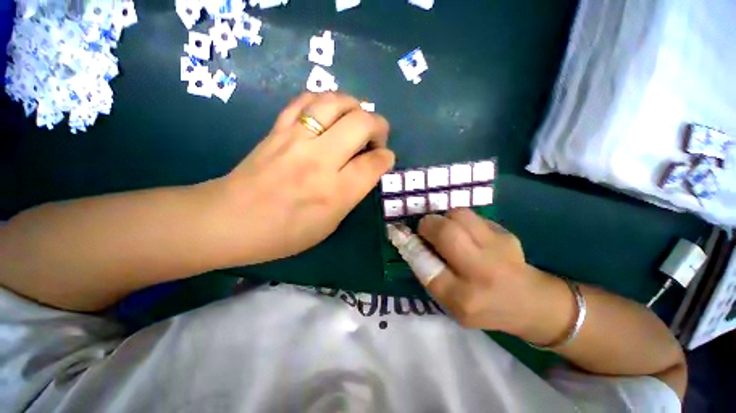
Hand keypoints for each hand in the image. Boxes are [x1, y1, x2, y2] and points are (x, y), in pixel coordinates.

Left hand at [213, 92, 394, 263]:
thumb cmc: (285, 233)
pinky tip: (329, 112)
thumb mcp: (329, 224)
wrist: (230, 221)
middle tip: (375, 138)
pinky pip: (306, 100)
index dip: (386, 158)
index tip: (384, 158)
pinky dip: (325, 100)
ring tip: (356, 119)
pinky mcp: (278, 129)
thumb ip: (351, 194)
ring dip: (355, 106)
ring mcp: (296, 139)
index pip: (373, 163)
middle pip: (361, 123)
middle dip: (379, 126)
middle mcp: (319, 160)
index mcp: (335, 192)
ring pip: (336, 102)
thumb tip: (366, 169)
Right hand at [417, 208, 569, 340]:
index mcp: (463, 298)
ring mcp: (498, 249)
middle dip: (428, 224)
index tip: (402, 235)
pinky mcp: (507, 234)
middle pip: (446, 232)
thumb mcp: (451, 303)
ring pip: (459, 216)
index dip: (411, 246)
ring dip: (444, 218)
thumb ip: (430, 274)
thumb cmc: (484, 307)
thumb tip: (411, 241)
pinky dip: (461, 221)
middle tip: (425, 228)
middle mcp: (481, 272)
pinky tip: (467, 233)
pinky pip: (473, 217)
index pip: (425, 265)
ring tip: (446, 229)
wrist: (532, 303)